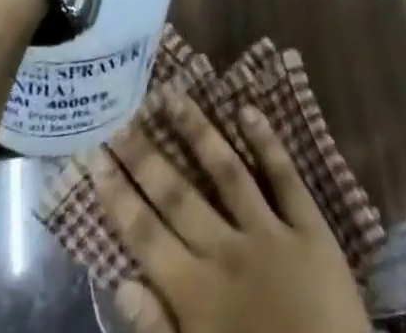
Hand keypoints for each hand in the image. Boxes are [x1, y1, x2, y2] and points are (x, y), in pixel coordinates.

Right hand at [94, 92, 370, 332]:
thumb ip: (160, 330)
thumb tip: (121, 283)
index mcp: (196, 293)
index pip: (146, 235)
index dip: (118, 196)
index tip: (96, 156)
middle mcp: (226, 253)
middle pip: (178, 195)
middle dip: (145, 157)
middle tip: (122, 117)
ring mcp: (269, 234)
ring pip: (226, 171)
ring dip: (198, 132)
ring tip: (174, 95)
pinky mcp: (309, 228)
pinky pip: (285, 177)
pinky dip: (266, 142)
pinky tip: (247, 109)